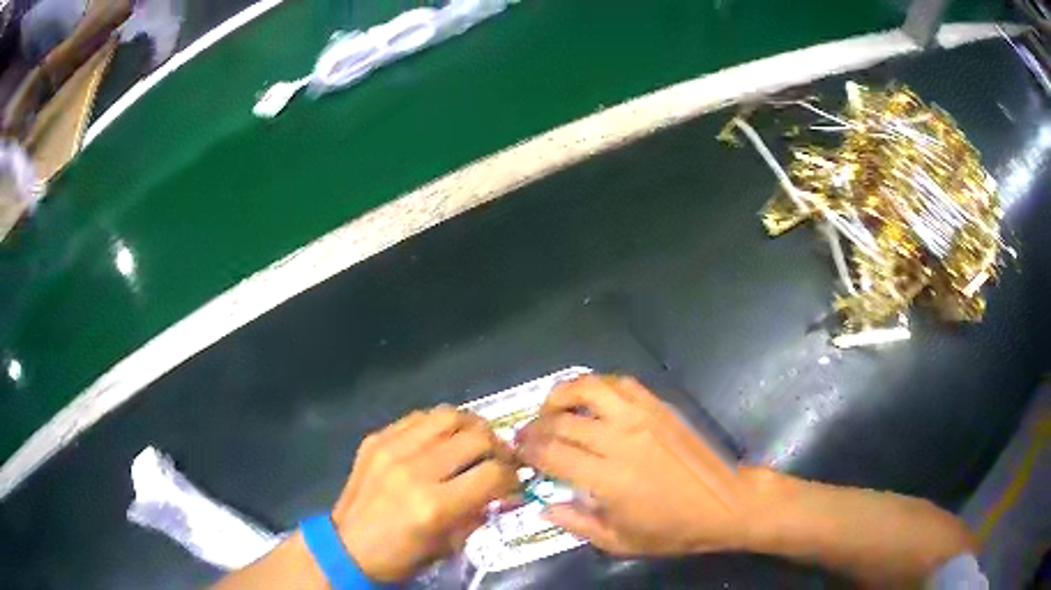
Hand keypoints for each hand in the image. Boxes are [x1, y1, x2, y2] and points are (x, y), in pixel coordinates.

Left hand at [332, 406, 517, 581]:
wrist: (347, 546)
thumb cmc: (401, 556)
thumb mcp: (449, 545)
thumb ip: (478, 512)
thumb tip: (503, 489)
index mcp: (434, 505)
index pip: (493, 474)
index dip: (512, 477)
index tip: (514, 482)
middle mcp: (414, 469)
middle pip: (476, 438)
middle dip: (499, 448)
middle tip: (500, 459)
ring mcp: (391, 448)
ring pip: (448, 415)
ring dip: (471, 427)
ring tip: (476, 441)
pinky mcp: (376, 439)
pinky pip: (418, 417)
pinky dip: (439, 425)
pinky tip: (442, 439)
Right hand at [517, 375, 750, 555]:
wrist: (723, 504)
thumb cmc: (671, 530)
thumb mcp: (619, 542)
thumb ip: (577, 524)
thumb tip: (545, 505)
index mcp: (607, 479)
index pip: (551, 454)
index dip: (528, 450)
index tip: (517, 451)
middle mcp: (620, 441)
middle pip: (562, 421)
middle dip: (535, 426)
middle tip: (526, 434)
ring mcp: (642, 418)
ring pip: (589, 389)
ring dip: (561, 394)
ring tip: (551, 407)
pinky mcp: (659, 407)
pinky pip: (621, 383)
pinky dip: (597, 385)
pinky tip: (590, 398)